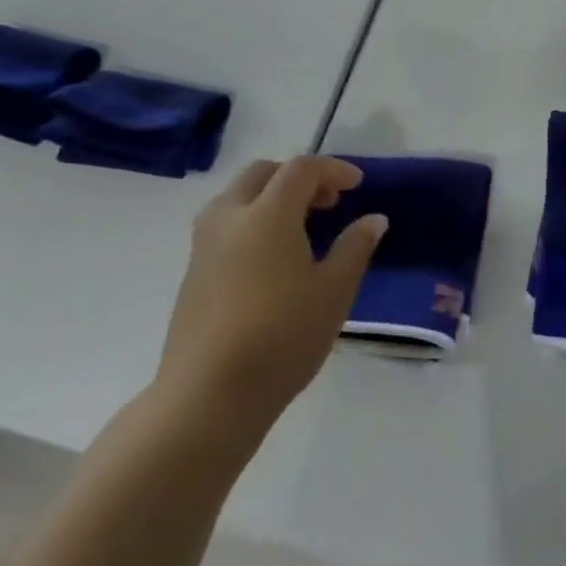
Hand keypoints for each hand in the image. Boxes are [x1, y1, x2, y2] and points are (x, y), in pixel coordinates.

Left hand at [153, 156, 385, 443]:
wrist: (206, 397)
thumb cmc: (282, 336)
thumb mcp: (335, 291)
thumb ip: (355, 247)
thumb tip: (373, 219)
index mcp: (267, 214)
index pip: (301, 169)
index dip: (333, 169)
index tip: (357, 185)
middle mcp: (230, 219)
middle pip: (262, 173)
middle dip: (297, 178)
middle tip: (327, 202)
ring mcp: (204, 247)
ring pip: (236, 198)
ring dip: (270, 198)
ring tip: (299, 228)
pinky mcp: (192, 275)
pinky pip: (224, 226)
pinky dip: (252, 222)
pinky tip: (272, 260)